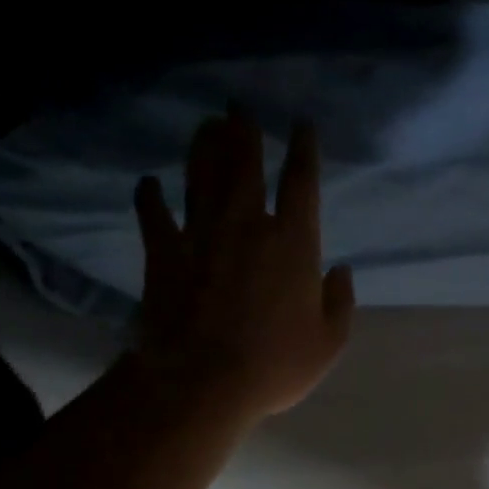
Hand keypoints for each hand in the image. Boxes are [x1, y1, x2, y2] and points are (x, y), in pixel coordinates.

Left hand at [131, 113, 354, 419]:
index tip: (301, 125)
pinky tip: (148, 182)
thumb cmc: (274, 365)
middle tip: (239, 105)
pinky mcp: (164, 255)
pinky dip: (150, 197)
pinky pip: (154, 216)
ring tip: (206, 124)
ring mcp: (201, 236)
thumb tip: (340, 270)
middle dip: (245, 132)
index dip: (303, 150)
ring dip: (204, 148)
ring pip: (201, 178)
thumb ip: (340, 302)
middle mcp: (246, 226)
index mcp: (293, 243)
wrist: (201, 383)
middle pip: (245, 166)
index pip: (301, 183)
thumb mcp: (328, 343)